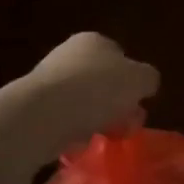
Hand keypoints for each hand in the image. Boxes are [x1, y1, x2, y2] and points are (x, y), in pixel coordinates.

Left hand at [22, 33, 159, 147]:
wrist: (42, 115)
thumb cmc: (97, 89)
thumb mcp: (139, 80)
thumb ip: (148, 79)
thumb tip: (144, 84)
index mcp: (94, 40)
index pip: (121, 57)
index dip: (133, 82)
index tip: (138, 105)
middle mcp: (69, 54)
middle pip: (103, 82)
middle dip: (116, 104)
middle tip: (125, 126)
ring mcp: (49, 80)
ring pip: (84, 103)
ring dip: (95, 120)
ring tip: (103, 138)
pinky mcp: (35, 107)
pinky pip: (64, 120)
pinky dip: (74, 132)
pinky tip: (79, 143)